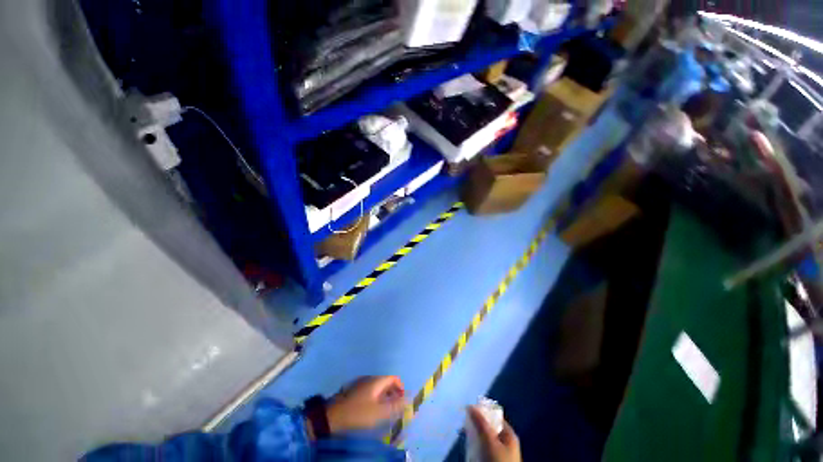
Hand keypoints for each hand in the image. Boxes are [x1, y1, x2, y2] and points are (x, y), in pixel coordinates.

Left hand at [326, 376, 405, 433]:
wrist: (332, 416)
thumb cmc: (358, 413)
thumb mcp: (379, 412)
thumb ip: (395, 405)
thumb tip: (409, 398)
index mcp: (377, 380)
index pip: (394, 378)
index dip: (400, 387)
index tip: (402, 401)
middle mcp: (369, 378)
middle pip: (386, 382)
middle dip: (392, 393)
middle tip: (394, 408)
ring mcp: (360, 383)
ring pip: (377, 387)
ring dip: (383, 396)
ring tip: (384, 410)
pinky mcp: (353, 390)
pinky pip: (369, 391)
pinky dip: (375, 398)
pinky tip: (371, 409)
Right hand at [468, 406, 520, 461]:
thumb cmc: (497, 461)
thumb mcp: (489, 440)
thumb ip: (480, 422)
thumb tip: (470, 406)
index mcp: (509, 435)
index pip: (495, 417)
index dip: (483, 412)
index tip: (469, 410)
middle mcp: (506, 443)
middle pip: (489, 428)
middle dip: (477, 425)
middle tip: (464, 423)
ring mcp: (500, 454)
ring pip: (484, 440)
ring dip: (475, 436)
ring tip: (464, 434)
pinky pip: (482, 450)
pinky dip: (475, 447)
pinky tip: (468, 447)